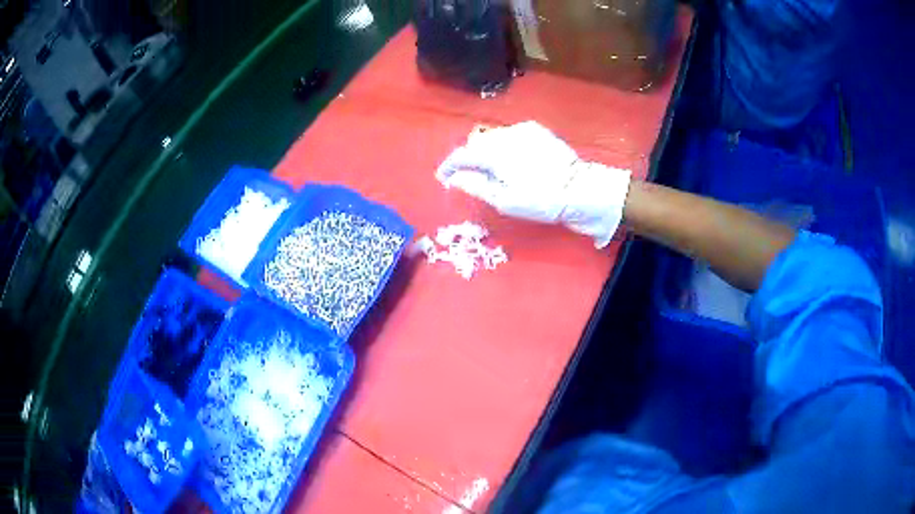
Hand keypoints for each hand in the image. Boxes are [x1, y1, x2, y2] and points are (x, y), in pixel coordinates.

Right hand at [436, 121, 630, 247]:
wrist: (581, 189)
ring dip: (485, 150)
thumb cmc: (542, 200)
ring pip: (493, 136)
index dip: (449, 166)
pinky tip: (510, 159)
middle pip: (476, 142)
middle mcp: (506, 135)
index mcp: (495, 153)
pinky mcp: (537, 130)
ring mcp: (523, 130)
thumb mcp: (506, 201)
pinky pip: (510, 134)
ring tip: (489, 169)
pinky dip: (503, 144)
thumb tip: (456, 178)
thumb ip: (476, 186)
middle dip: (468, 158)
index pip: (462, 154)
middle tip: (468, 176)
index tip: (443, 177)